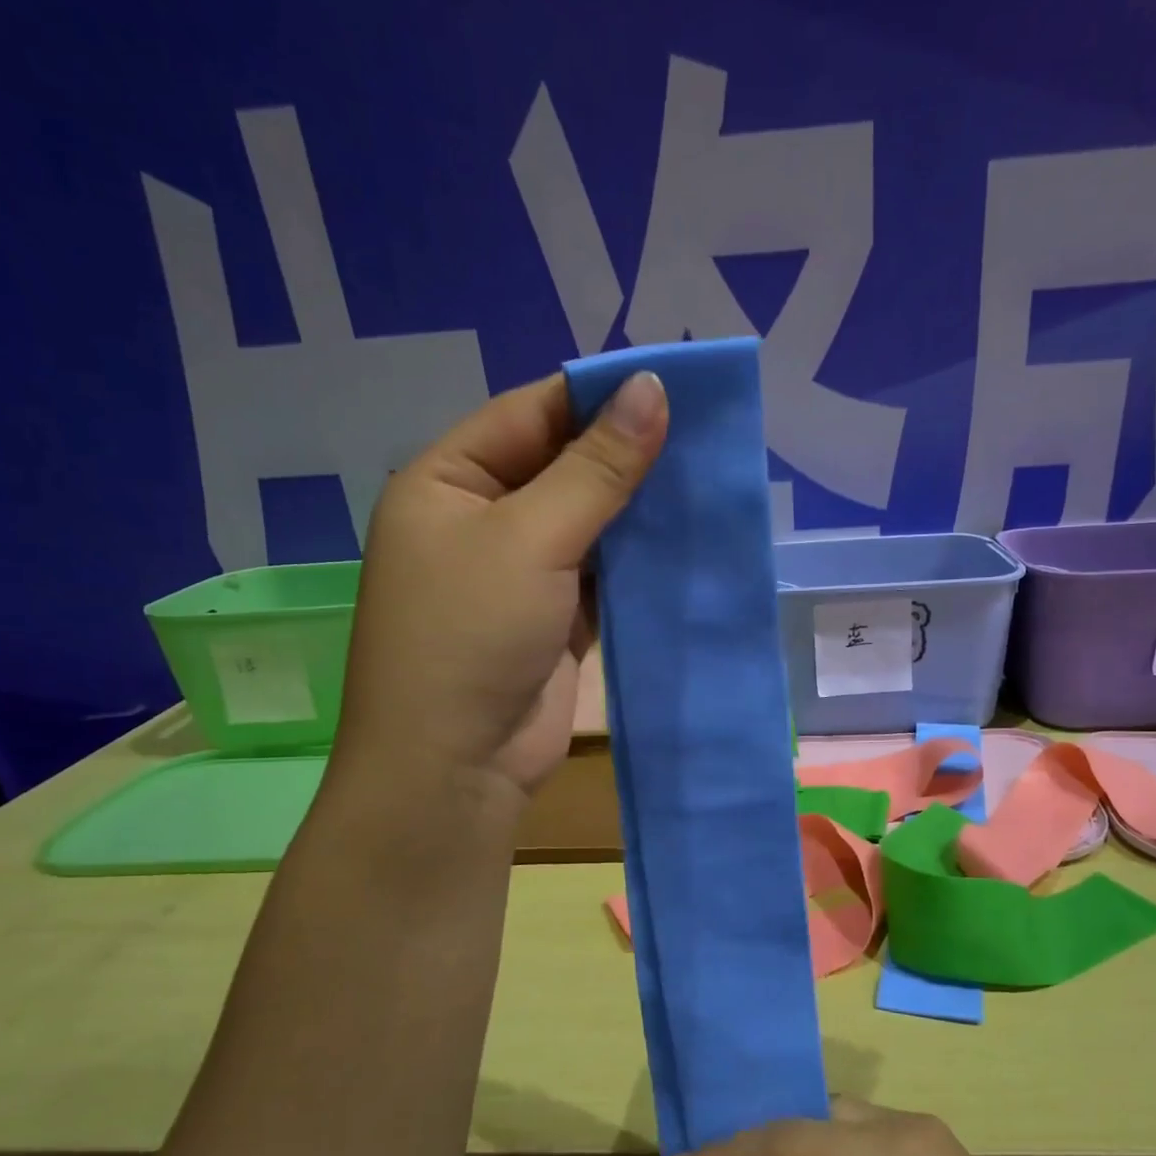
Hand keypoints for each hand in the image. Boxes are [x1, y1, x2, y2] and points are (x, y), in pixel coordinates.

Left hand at [328, 371, 666, 804]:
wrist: (455, 767)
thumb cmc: (471, 635)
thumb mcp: (532, 538)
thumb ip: (596, 469)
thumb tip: (652, 390)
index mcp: (448, 481)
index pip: (530, 414)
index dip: (598, 398)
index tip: (671, 387)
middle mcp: (480, 520)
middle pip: (562, 467)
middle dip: (626, 456)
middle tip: (703, 436)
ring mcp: (520, 574)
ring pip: (589, 523)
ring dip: (639, 511)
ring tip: (707, 482)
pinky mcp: (555, 619)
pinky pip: (602, 575)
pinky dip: (638, 562)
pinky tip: (686, 542)